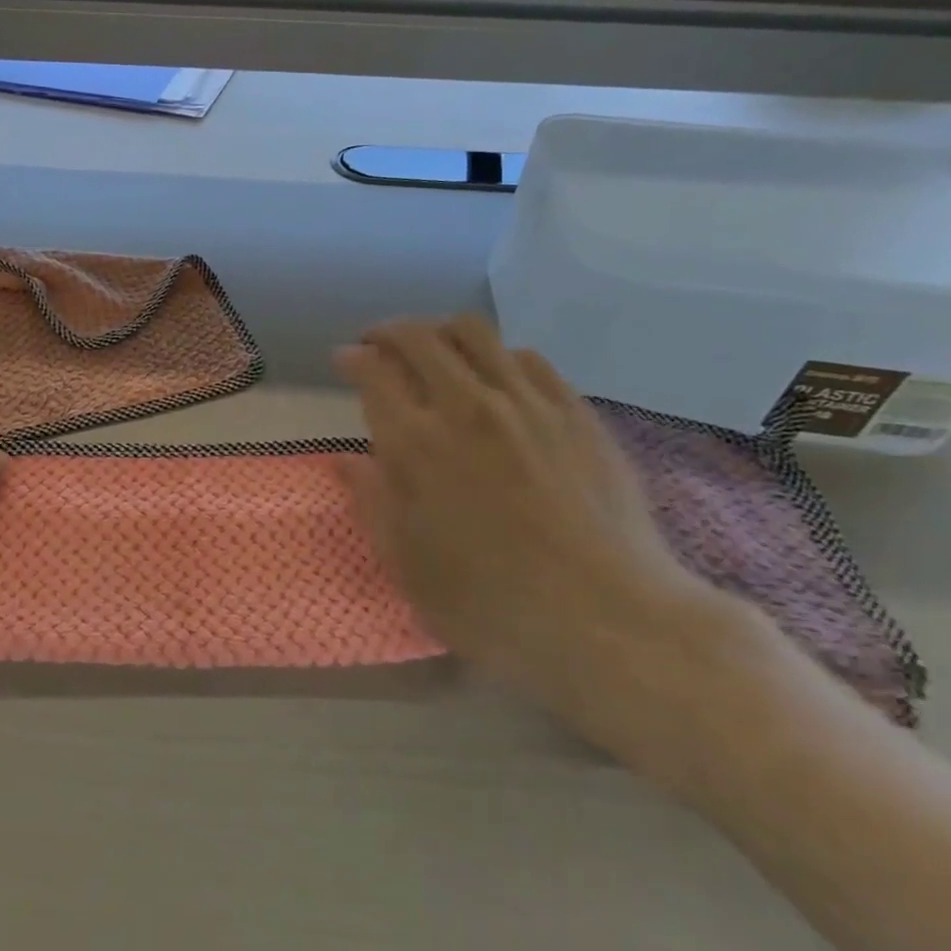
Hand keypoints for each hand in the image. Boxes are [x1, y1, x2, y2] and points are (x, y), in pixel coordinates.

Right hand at [336, 316, 751, 763]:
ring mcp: (527, 403)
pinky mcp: (574, 411)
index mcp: (416, 444)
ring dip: (440, 332)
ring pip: (475, 334)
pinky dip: (498, 355)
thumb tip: (345, 459)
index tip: (345, 359)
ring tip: (433, 349)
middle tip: (378, 344)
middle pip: (420, 338)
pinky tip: (496, 376)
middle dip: (389, 331)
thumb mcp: (407, 564)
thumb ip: (371, 501)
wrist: (606, 618)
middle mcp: (467, 407)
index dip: (353, 359)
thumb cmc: (488, 602)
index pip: (374, 373)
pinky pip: (529, 358)